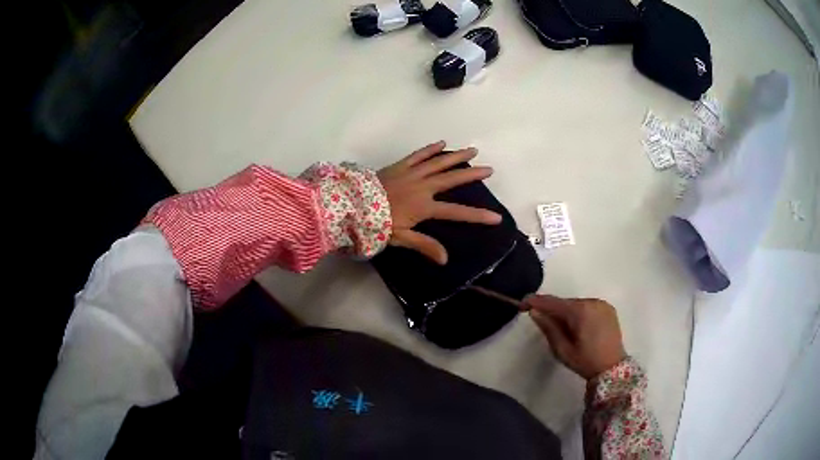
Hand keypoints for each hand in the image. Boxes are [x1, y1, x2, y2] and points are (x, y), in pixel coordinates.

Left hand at [378, 141, 501, 263]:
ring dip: (456, 156)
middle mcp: (423, 187)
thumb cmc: (378, 224)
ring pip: (438, 162)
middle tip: (489, 170)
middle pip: (452, 179)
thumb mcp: (402, 238)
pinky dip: (430, 149)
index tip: (496, 217)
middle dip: (472, 175)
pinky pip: (418, 155)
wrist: (354, 205)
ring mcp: (412, 173)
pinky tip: (442, 143)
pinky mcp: (400, 165)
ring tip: (473, 150)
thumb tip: (446, 259)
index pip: (456, 212)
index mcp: (424, 206)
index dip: (477, 216)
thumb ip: (425, 245)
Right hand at [525, 295, 626, 379]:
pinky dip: (578, 312)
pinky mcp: (608, 308)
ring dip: (566, 311)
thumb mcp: (562, 349)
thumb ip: (548, 328)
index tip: (522, 303)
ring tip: (561, 327)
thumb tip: (534, 312)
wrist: (612, 367)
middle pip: (565, 302)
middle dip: (552, 309)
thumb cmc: (585, 361)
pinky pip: (587, 306)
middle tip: (540, 319)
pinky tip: (577, 326)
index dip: (536, 301)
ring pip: (576, 304)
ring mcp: (602, 304)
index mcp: (580, 312)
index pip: (553, 302)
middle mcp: (592, 302)